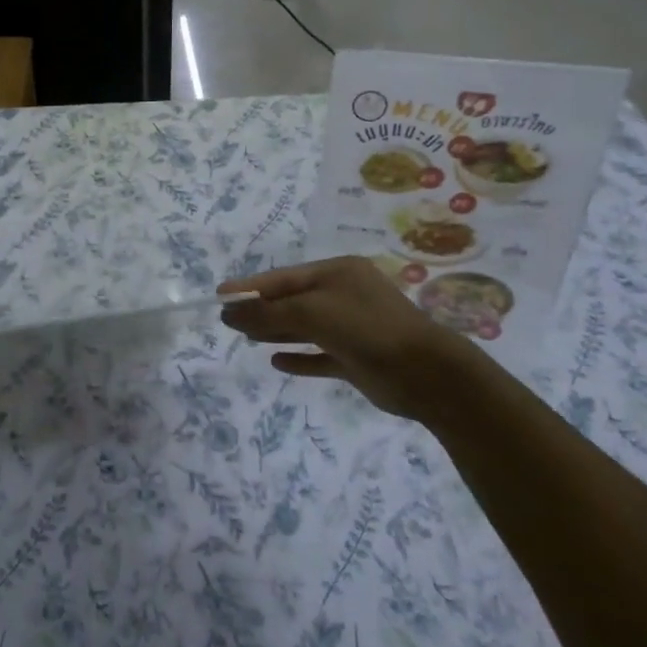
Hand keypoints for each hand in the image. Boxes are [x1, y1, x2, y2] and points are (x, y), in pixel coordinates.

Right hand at [219, 256, 484, 422]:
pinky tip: (277, 361)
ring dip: (276, 331)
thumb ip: (268, 312)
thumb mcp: (312, 312)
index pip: (283, 277)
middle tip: (227, 320)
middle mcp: (344, 295)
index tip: (220, 295)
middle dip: (261, 310)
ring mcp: (352, 328)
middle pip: (293, 300)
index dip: (250, 287)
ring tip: (245, 338)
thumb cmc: (365, 328)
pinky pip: (320, 355)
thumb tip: (229, 313)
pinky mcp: (357, 359)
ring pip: (305, 327)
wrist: (426, 373)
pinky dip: (299, 357)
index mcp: (337, 273)